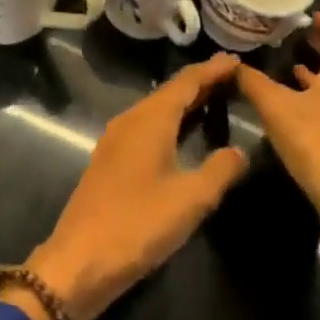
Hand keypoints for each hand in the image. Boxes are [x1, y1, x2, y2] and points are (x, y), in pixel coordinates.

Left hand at [10, 55, 247, 319]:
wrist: (80, 259)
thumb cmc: (139, 224)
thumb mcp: (190, 199)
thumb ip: (219, 170)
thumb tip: (239, 151)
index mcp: (150, 120)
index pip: (185, 83)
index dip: (211, 70)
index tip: (235, 60)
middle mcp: (130, 121)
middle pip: (169, 93)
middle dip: (200, 83)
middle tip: (232, 76)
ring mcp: (116, 140)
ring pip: (156, 110)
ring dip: (184, 103)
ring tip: (214, 99)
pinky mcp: (110, 160)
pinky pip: (146, 128)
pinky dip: (170, 122)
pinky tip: (182, 134)